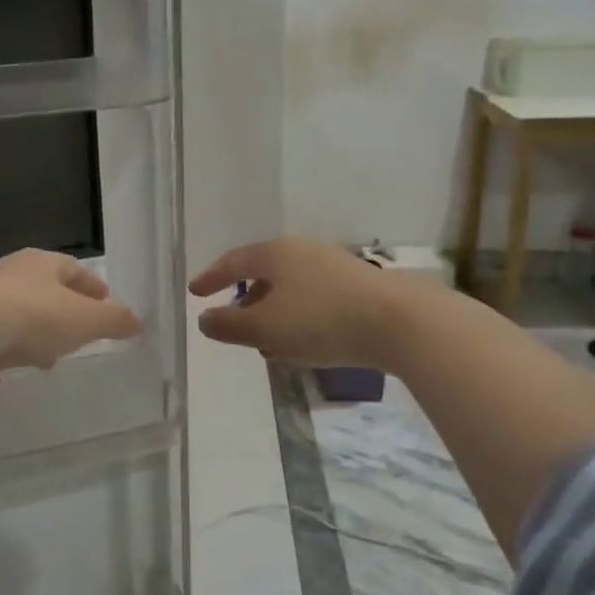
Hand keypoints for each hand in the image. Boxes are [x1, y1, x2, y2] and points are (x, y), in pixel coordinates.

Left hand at [0, 249, 142, 384]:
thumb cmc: (32, 317)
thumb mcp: (84, 320)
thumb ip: (113, 321)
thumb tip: (139, 322)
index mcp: (40, 264)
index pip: (71, 268)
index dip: (90, 285)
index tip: (105, 299)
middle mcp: (7, 275)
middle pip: (39, 290)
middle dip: (60, 311)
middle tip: (76, 332)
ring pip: (10, 315)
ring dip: (27, 335)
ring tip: (42, 360)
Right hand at [189, 237, 423, 371]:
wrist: (400, 321)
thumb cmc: (322, 320)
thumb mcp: (266, 328)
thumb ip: (230, 325)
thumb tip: (205, 320)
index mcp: (275, 254)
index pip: (233, 262)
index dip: (211, 278)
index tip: (194, 292)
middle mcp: (302, 252)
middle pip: (263, 273)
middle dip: (245, 300)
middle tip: (232, 323)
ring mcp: (332, 266)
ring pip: (290, 288)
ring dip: (272, 313)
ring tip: (266, 342)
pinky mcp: (356, 286)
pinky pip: (313, 298)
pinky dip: (297, 317)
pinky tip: (302, 342)